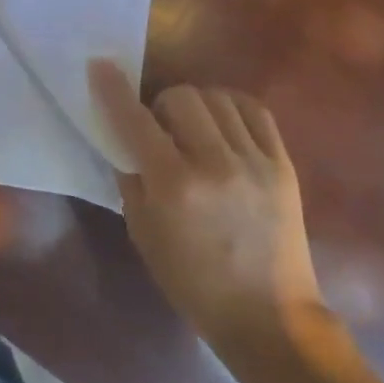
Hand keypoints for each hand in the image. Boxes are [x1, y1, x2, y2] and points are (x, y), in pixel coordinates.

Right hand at [88, 63, 325, 356]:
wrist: (269, 316)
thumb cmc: (192, 281)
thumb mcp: (142, 232)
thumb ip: (130, 177)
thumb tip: (124, 137)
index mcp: (174, 185)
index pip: (136, 120)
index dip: (113, 89)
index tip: (100, 65)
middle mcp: (216, 164)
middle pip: (182, 97)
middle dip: (161, 105)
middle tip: (159, 129)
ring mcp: (255, 162)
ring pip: (218, 98)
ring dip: (196, 105)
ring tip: (193, 128)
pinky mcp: (283, 164)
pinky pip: (255, 111)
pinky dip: (231, 107)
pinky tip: (222, 124)